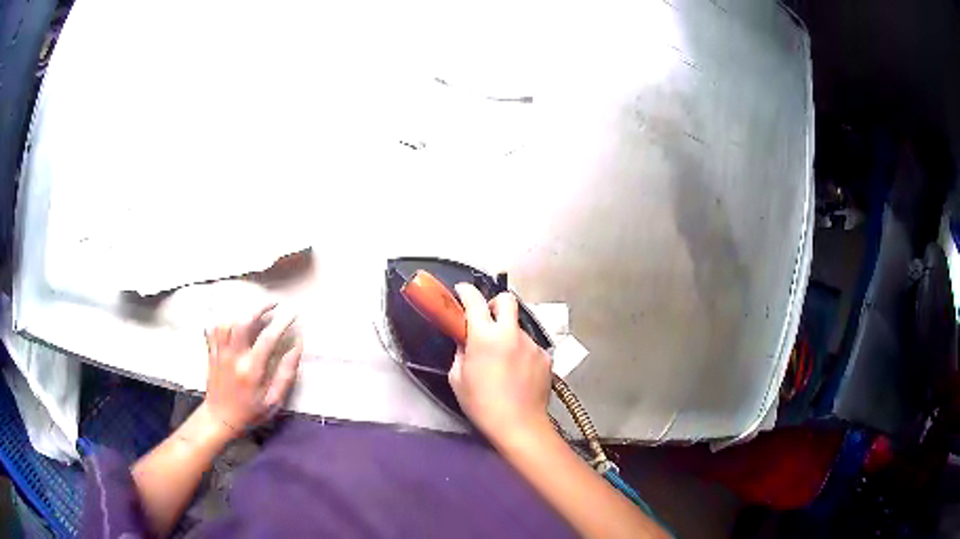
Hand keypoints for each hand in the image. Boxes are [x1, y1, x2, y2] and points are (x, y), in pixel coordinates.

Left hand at [203, 304, 302, 436]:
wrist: (220, 419)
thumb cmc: (250, 413)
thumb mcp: (274, 401)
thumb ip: (285, 374)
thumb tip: (296, 347)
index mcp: (251, 369)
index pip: (268, 338)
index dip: (282, 323)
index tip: (293, 314)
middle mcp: (234, 357)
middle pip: (243, 321)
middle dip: (259, 308)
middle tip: (273, 305)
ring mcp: (220, 353)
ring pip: (227, 322)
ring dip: (242, 313)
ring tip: (254, 313)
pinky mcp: (211, 353)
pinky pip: (213, 329)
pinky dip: (223, 320)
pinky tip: (233, 321)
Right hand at [449, 283, 552, 442]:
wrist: (519, 425)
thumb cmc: (481, 404)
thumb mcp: (457, 379)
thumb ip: (461, 353)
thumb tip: (466, 342)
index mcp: (485, 336)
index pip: (474, 300)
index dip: (465, 291)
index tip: (461, 291)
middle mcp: (511, 333)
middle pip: (507, 300)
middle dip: (495, 303)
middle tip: (487, 320)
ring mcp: (532, 344)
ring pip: (518, 327)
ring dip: (508, 335)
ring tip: (504, 360)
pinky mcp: (546, 357)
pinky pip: (530, 347)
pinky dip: (521, 353)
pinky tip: (518, 373)